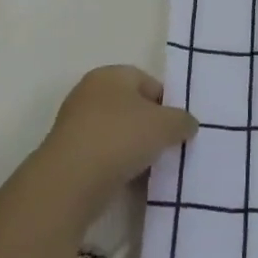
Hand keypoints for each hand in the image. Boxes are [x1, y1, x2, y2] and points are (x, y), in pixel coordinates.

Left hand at [30, 66, 197, 221]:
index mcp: (110, 75)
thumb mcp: (166, 124)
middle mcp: (90, 94)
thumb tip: (187, 124)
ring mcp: (76, 126)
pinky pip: (105, 156)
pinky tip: (132, 180)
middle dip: (152, 127)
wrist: (70, 182)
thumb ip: (183, 120)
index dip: (168, 103)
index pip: (149, 82)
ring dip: (136, 149)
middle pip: (133, 108)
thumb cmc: (120, 138)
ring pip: (119, 134)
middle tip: (169, 146)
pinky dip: (119, 165)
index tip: (179, 127)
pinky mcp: (70, 155)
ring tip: (153, 167)